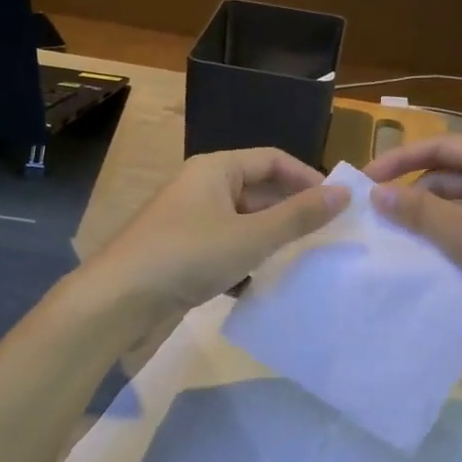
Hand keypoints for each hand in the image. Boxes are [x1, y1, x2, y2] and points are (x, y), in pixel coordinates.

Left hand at [86, 148, 348, 317]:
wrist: (118, 301)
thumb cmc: (188, 256)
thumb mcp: (251, 236)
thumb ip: (298, 216)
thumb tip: (343, 193)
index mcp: (216, 169)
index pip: (272, 159)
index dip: (307, 178)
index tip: (336, 205)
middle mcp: (202, 188)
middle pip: (258, 191)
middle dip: (290, 213)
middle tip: (325, 237)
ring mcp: (189, 222)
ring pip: (242, 224)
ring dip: (270, 241)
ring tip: (301, 262)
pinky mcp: (182, 254)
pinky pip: (225, 249)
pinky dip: (245, 263)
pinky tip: (261, 286)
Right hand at [362, 135, 461, 344]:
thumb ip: (419, 213)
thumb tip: (377, 194)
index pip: (439, 147)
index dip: (398, 161)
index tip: (364, 182)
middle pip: (451, 173)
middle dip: (415, 195)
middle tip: (380, 219)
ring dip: (434, 219)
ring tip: (401, 241)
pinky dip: (456, 234)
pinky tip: (434, 257)